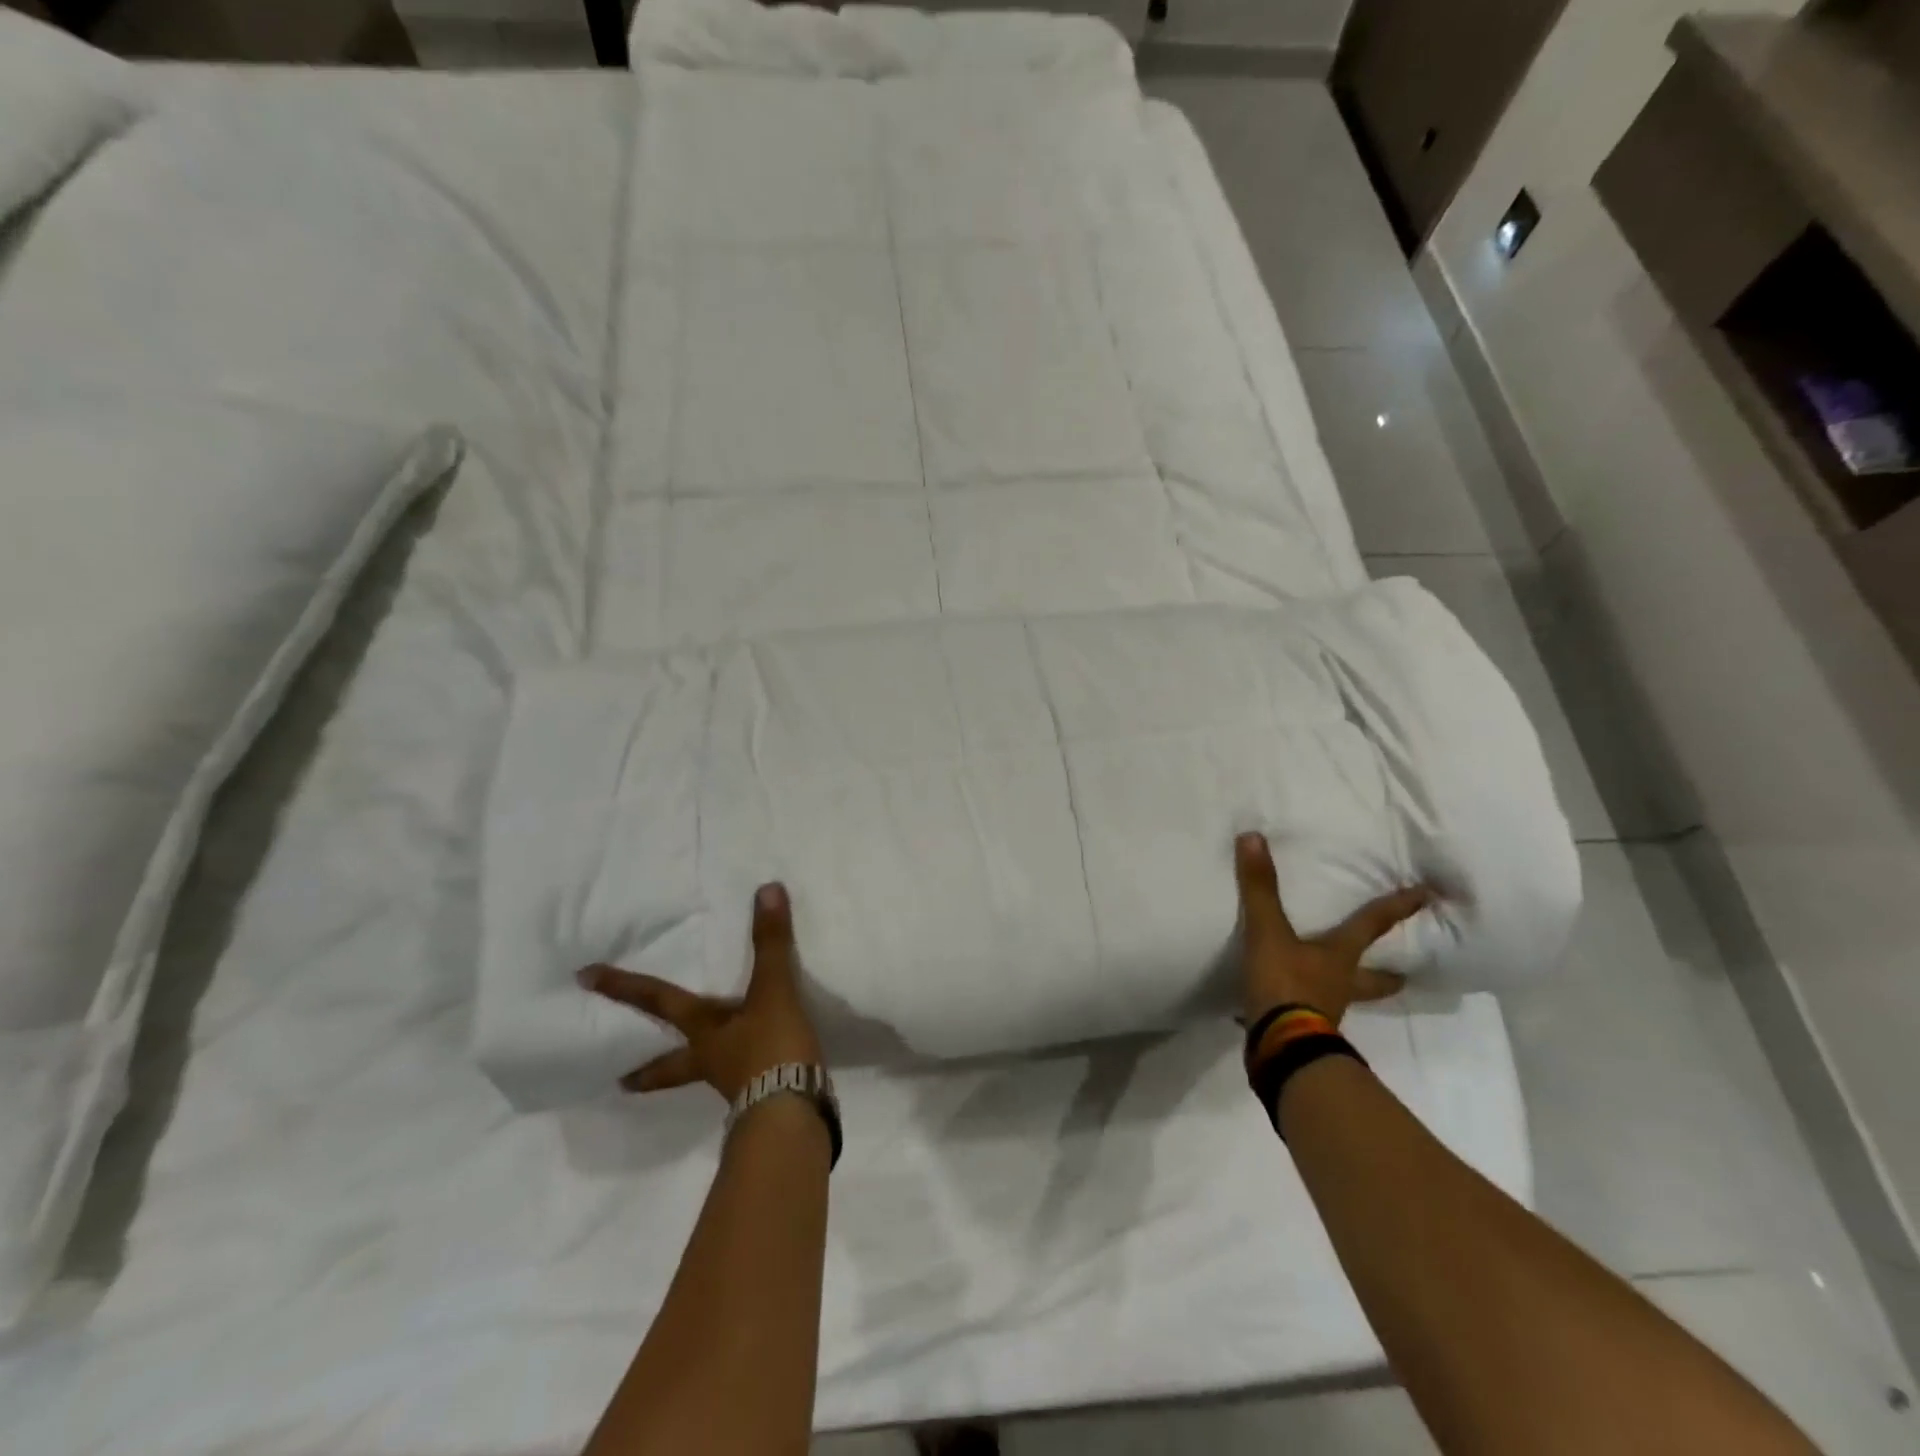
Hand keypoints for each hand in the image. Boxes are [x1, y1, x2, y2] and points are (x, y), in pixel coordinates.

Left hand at [579, 882, 823, 1103]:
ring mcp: (734, 1084)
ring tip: (695, 1070)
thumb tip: (766, 890)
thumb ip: (770, 943)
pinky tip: (757, 1074)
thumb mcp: (773, 991)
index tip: (584, 979)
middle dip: (647, 1070)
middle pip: (670, 1064)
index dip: (624, 988)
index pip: (658, 1003)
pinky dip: (743, 1075)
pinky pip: (744, 1082)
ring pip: (704, 1076)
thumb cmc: (771, 1050)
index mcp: (704, 1032)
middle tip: (619, 1081)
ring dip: (692, 1073)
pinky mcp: (761, 1098)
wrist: (793, 1115)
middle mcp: (710, 1059)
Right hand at [1234, 832, 1431, 1026]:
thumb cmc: (1286, 984)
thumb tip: (1253, 837)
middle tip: (1404, 975)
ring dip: (1345, 992)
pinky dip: (1298, 1008)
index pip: (1372, 925)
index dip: (1397, 908)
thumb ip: (1260, 888)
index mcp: (1339, 957)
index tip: (1426, 896)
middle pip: (1374, 978)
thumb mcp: (1268, 932)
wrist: (1279, 1047)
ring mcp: (1324, 1011)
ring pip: (1344, 998)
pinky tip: (1280, 1007)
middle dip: (1388, 976)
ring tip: (1338, 987)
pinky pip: (1305, 1014)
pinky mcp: (1301, 1031)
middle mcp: (1340, 983)